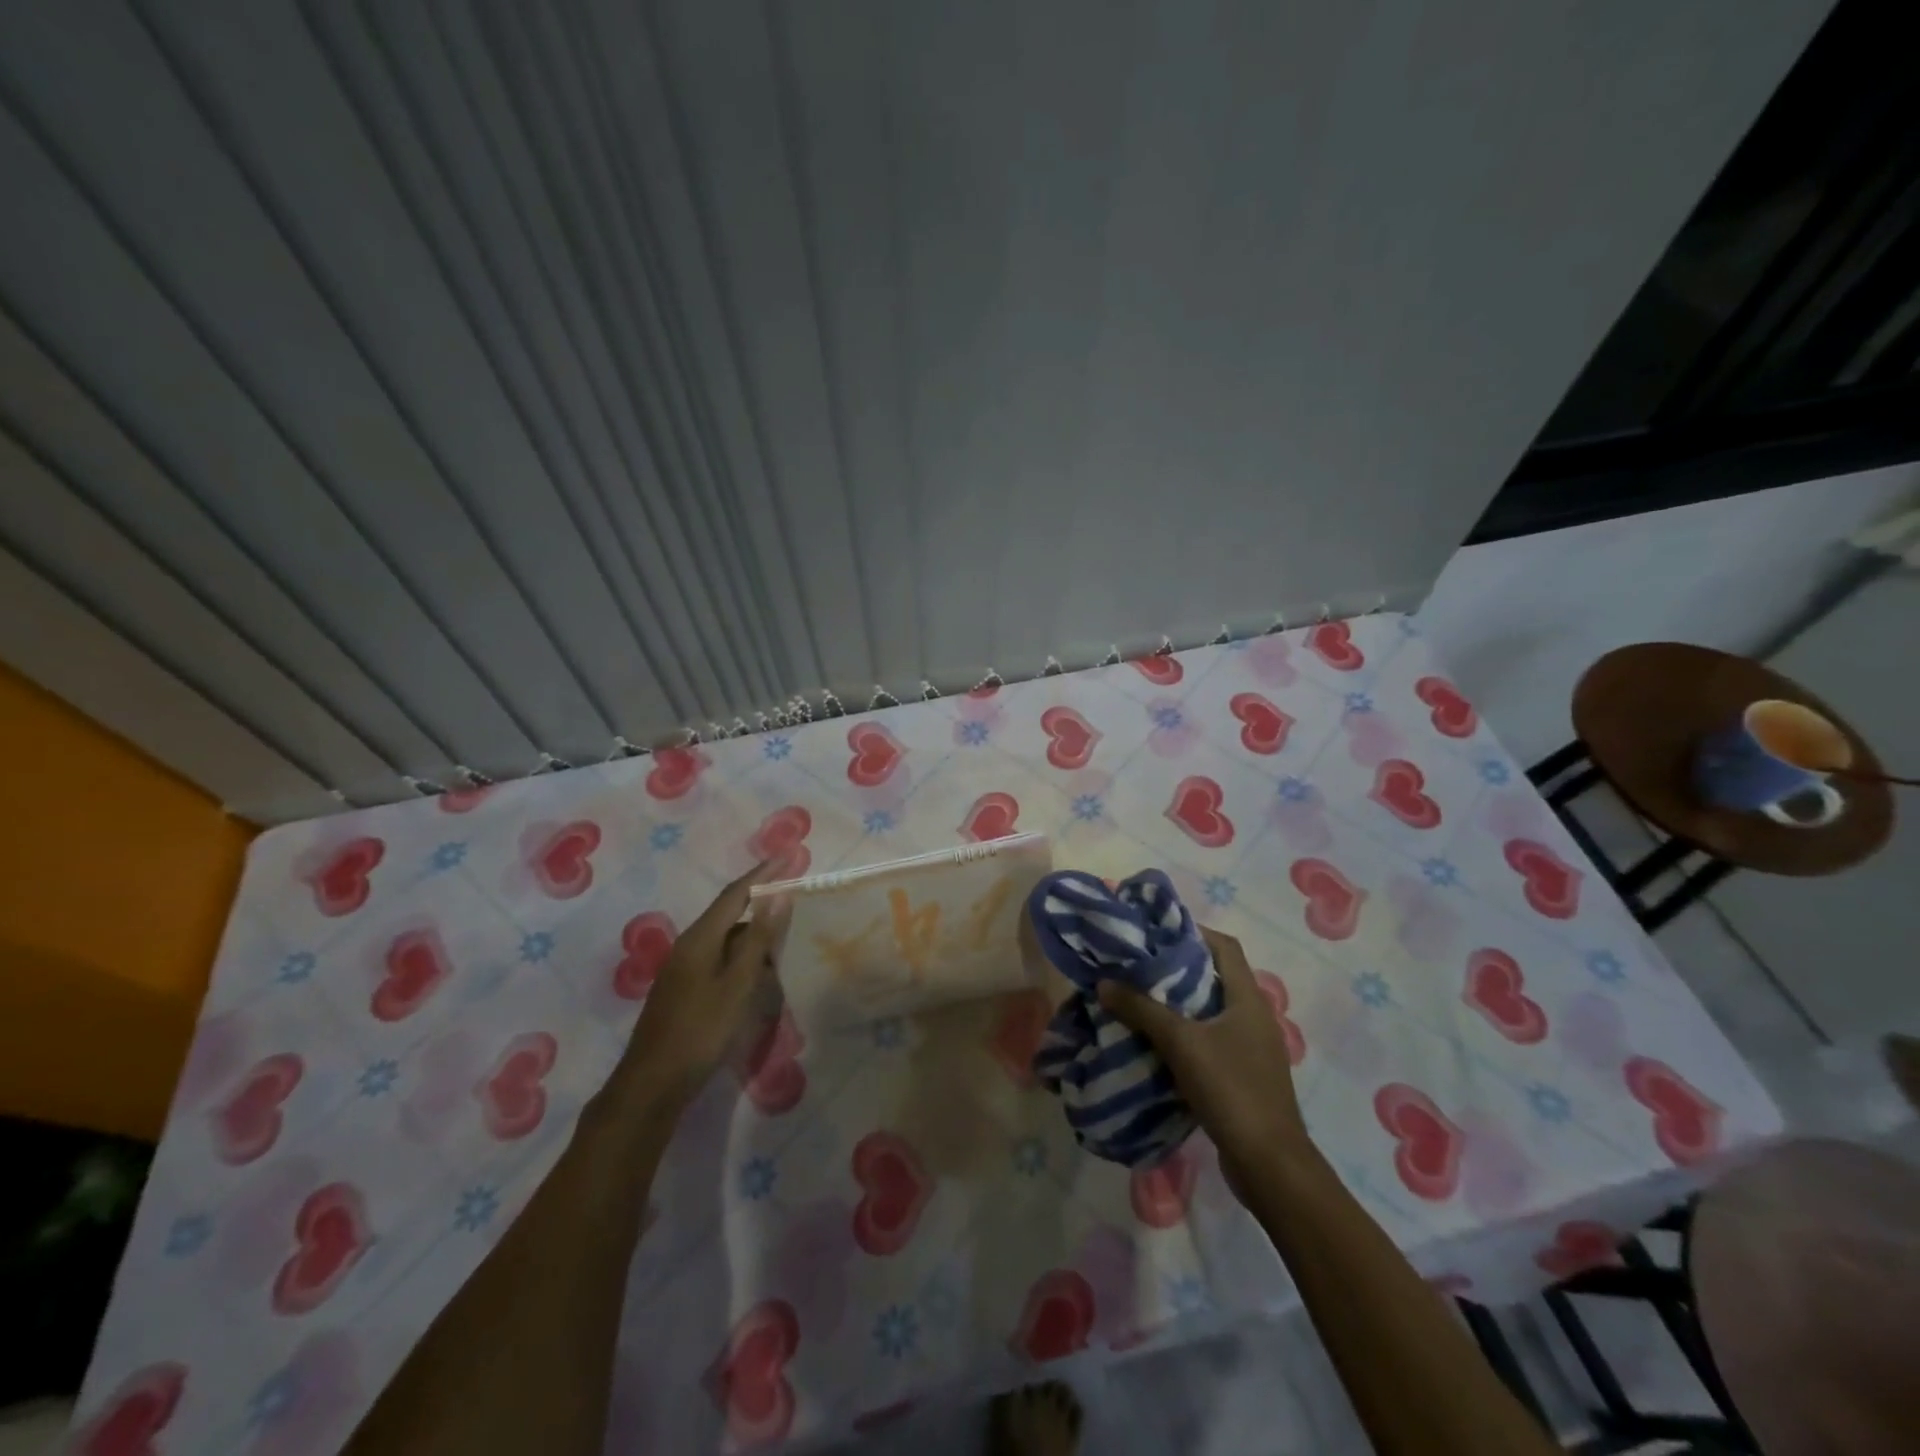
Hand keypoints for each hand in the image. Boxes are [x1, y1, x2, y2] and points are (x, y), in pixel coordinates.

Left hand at [616, 860, 792, 1108]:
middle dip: (760, 898)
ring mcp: (684, 969)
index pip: (736, 893)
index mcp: (700, 939)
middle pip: (729, 912)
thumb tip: (778, 896)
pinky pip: (720, 957)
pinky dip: (743, 953)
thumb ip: (758, 940)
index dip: (764, 873)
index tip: (790, 855)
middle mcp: (689, 946)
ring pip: (725, 937)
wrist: (652, 1084)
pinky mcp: (685, 989)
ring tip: (785, 930)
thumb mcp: (737, 985)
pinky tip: (760, 969)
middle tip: (793, 891)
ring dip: (754, 929)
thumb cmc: (699, 1031)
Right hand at [1098, 926, 1310, 1176]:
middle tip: (1136, 964)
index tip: (1155, 931)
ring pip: (1209, 1011)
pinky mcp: (1242, 1076)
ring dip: (1176, 1004)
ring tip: (1137, 998)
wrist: (1269, 1164)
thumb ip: (1142, 1009)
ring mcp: (1250, 1049)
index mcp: (1247, 999)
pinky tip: (1154, 1042)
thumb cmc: (1231, 1089)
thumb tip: (1105, 982)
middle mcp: (1253, 1017)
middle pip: (1214, 977)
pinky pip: (1208, 1041)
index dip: (1192, 931)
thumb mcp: (1181, 1043)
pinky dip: (1183, 1035)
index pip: (1224, 946)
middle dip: (1176, 968)